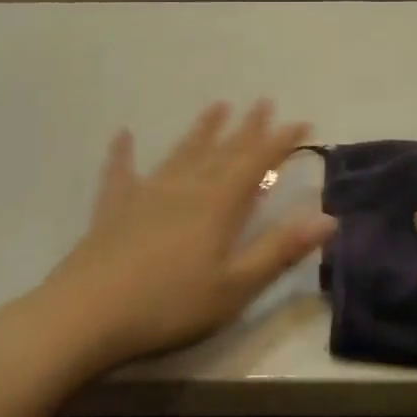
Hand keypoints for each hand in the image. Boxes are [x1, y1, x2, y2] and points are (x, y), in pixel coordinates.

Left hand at [31, 101, 336, 377]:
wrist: (88, 314)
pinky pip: (121, 172)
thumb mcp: (235, 286)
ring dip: (201, 131)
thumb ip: (280, 249)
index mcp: (218, 206)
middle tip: (262, 102)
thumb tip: (328, 217)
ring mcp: (146, 195)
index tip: (301, 121)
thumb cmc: (170, 306)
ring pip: (181, 154)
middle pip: (222, 151)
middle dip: (246, 128)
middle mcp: (185, 188)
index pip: (256, 163)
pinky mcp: (113, 209)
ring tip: (216, 107)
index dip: (280, 141)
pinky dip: (124, 152)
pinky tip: (123, 135)